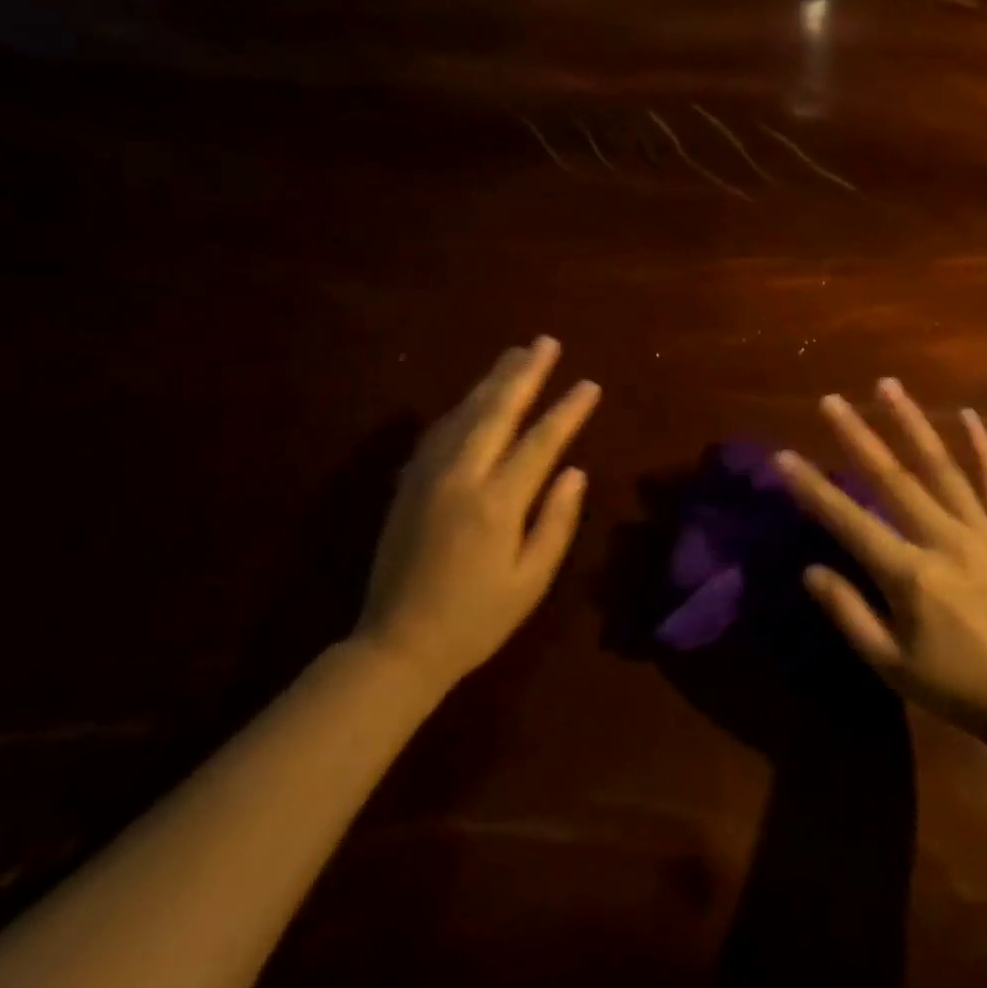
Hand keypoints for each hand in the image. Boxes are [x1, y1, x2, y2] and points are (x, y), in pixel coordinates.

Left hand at [357, 337, 599, 691]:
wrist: (397, 645)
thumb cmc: (476, 619)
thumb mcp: (531, 581)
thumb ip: (555, 522)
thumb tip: (575, 470)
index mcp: (496, 503)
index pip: (540, 441)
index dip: (567, 410)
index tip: (590, 385)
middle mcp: (461, 476)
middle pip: (497, 411)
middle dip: (525, 373)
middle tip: (546, 342)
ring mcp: (428, 476)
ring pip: (465, 413)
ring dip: (492, 380)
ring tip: (515, 354)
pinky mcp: (409, 483)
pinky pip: (439, 431)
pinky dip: (462, 406)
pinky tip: (474, 396)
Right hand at [774, 379, 986, 737]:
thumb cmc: (958, 686)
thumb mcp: (891, 665)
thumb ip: (849, 613)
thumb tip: (810, 570)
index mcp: (910, 574)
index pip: (848, 520)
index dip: (811, 488)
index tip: (783, 457)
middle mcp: (943, 539)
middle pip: (891, 477)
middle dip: (856, 435)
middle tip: (830, 400)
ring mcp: (981, 530)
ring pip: (941, 466)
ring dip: (911, 423)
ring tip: (887, 385)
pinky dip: (982, 447)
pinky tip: (967, 415)